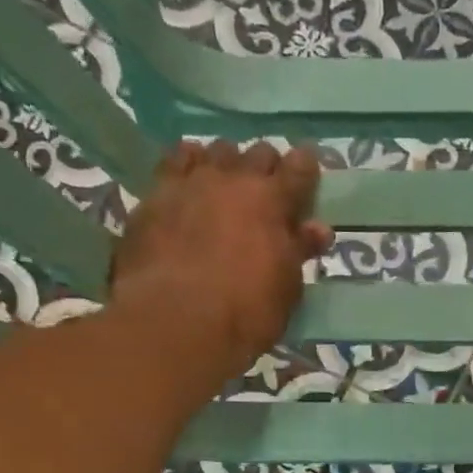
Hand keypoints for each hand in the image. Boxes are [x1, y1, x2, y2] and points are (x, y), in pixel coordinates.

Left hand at [111, 141, 333, 377]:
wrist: (176, 321)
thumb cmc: (245, 313)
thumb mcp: (286, 290)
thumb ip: (299, 252)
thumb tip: (317, 230)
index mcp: (274, 201)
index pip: (300, 168)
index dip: (307, 168)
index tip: (308, 174)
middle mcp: (234, 179)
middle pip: (258, 153)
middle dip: (267, 168)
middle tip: (267, 192)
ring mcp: (192, 182)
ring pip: (216, 151)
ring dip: (227, 163)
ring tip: (225, 184)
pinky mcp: (155, 194)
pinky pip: (175, 161)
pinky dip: (187, 164)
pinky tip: (188, 180)